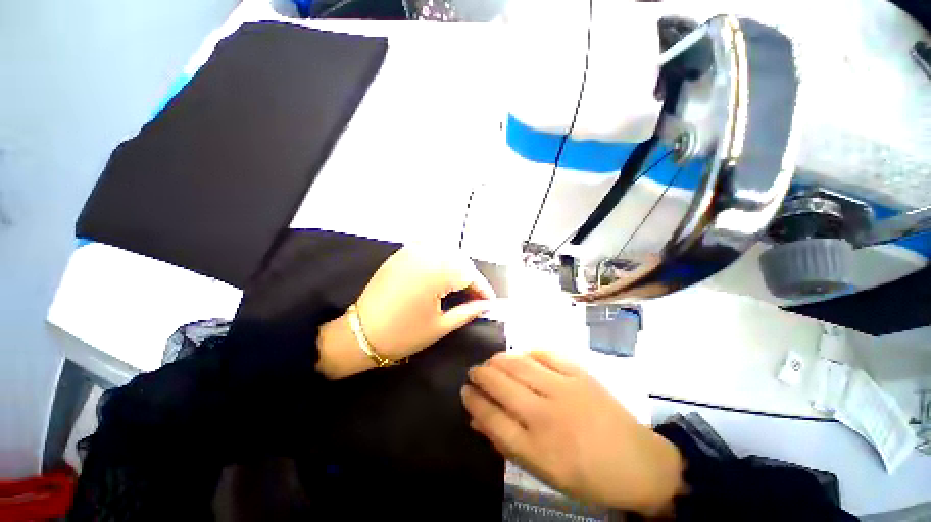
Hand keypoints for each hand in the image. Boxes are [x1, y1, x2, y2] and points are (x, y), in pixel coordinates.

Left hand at [316, 246, 494, 378]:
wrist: (361, 334)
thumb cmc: (403, 334)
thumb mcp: (441, 326)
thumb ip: (468, 311)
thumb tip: (486, 305)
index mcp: (437, 273)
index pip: (469, 275)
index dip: (483, 289)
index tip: (490, 302)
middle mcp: (426, 255)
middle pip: (460, 259)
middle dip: (471, 277)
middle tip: (475, 296)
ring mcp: (411, 251)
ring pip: (446, 250)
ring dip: (457, 265)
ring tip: (460, 285)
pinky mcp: (401, 254)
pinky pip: (428, 247)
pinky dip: (440, 257)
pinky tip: (442, 271)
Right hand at [461, 351, 684, 515]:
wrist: (639, 463)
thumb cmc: (587, 476)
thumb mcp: (543, 472)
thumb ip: (506, 443)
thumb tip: (477, 419)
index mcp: (537, 448)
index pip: (491, 417)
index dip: (473, 400)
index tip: (465, 391)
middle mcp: (546, 414)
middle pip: (501, 384)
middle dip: (480, 375)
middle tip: (474, 372)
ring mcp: (564, 388)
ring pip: (519, 364)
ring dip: (498, 359)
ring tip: (491, 361)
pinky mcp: (579, 373)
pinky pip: (546, 353)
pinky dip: (528, 351)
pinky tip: (521, 354)